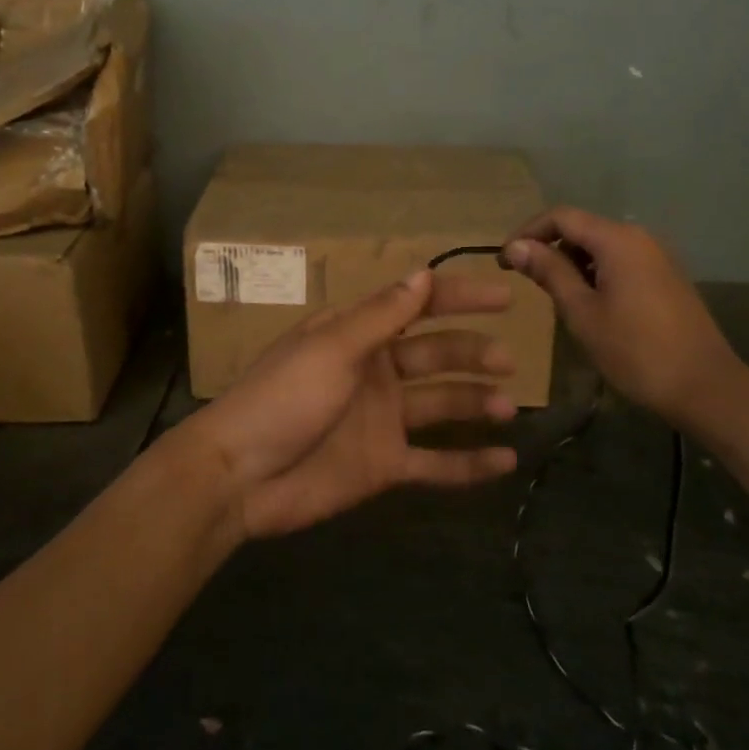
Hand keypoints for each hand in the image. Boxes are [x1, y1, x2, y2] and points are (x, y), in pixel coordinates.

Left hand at [187, 270, 521, 538]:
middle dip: (472, 352)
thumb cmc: (283, 398)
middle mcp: (377, 372)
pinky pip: (436, 463)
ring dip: (475, 402)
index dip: (458, 298)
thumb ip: (382, 317)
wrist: (241, 476)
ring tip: (508, 406)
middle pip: (435, 355)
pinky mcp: (385, 465)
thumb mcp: (332, 349)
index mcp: (359, 336)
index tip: (503, 297)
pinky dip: (469, 464)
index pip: (417, 307)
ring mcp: (382, 420)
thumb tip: (423, 273)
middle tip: (507, 360)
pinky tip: (506, 461)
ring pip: (441, 405)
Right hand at [504, 206, 748, 433]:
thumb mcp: (582, 312)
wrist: (707, 388)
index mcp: (617, 240)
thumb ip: (549, 273)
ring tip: (554, 296)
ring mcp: (657, 256)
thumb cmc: (636, 351)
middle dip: (550, 248)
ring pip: (602, 246)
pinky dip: (596, 272)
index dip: (528, 232)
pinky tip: (589, 304)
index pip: (561, 216)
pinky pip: (621, 261)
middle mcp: (639, 237)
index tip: (504, 260)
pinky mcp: (667, 277)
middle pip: (582, 227)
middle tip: (525, 281)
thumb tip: (516, 247)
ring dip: (572, 262)